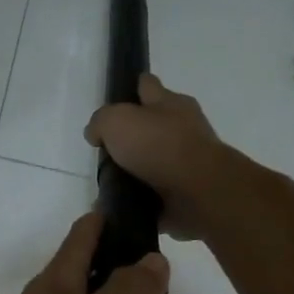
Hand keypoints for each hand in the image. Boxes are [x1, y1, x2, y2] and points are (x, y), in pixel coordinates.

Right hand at [84, 74, 237, 240]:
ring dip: (134, 172)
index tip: (115, 101)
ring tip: (106, 185)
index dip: (131, 89)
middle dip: (132, 136)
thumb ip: (101, 122)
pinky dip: (139, 201)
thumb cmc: (158, 146)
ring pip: (153, 163)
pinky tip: (118, 207)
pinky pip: (155, 196)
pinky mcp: (185, 194)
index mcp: (171, 103)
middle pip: (152, 127)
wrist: (197, 192)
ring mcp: (186, 164)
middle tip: (105, 151)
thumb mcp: (117, 121)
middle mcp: (183, 129)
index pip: (147, 86)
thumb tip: (96, 134)